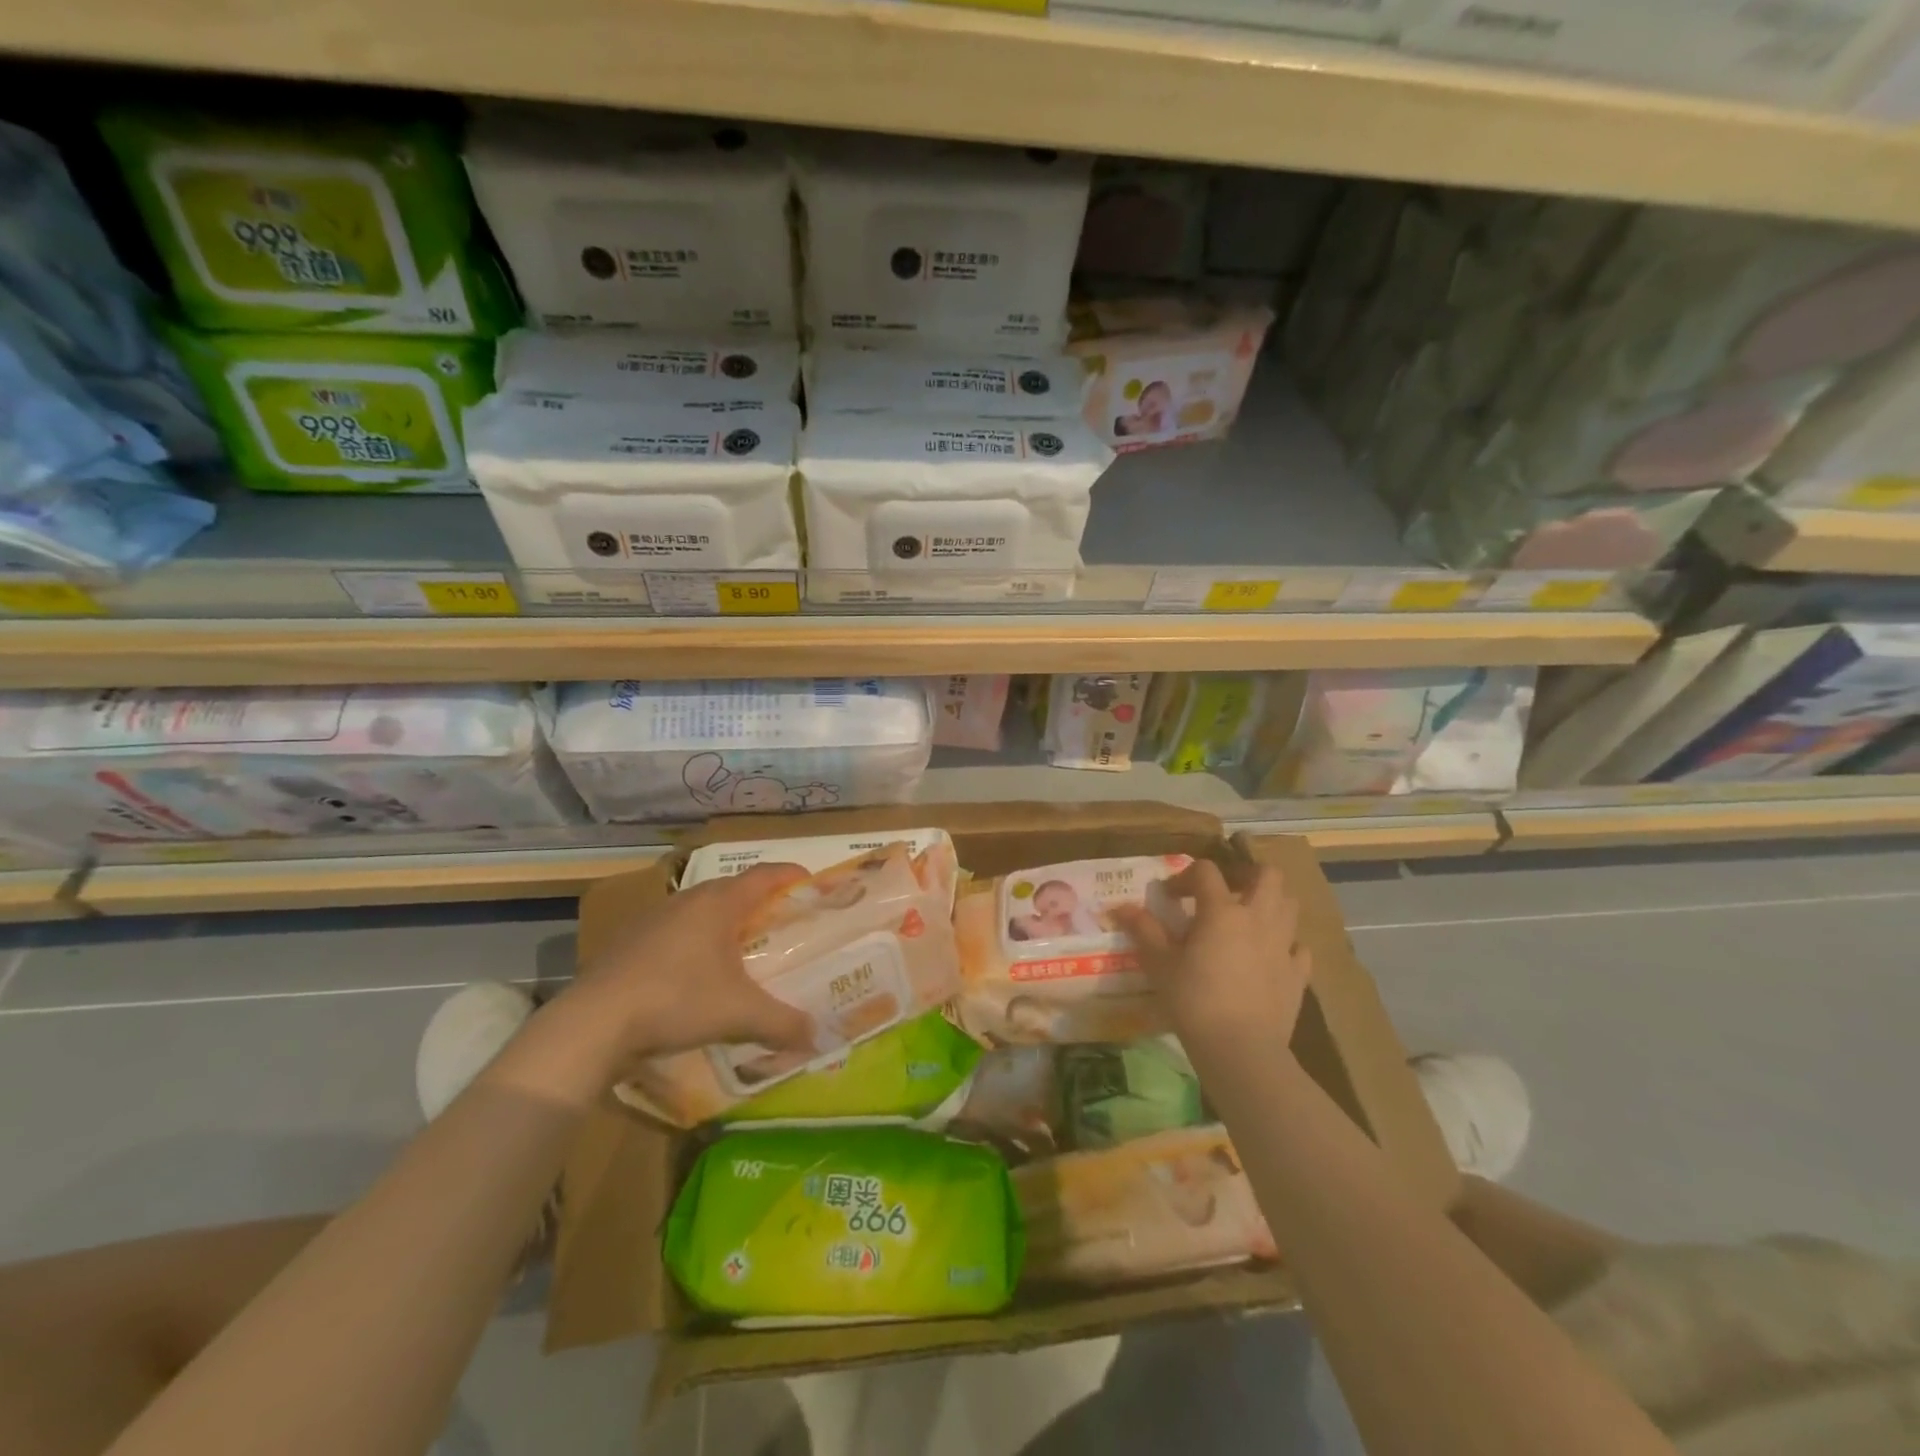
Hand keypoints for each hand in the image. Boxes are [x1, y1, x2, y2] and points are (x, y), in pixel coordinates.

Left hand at [556, 863, 819, 1068]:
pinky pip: (675, 931)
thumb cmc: (677, 1000)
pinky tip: (694, 975)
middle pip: (733, 890)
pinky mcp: (629, 941)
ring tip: (740, 950)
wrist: (594, 1022)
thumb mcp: (740, 1015)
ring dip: (724, 923)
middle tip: (781, 924)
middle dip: (760, 903)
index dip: (791, 875)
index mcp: (719, 902)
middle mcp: (687, 900)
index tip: (811, 883)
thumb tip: (815, 1035)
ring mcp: (653, 918)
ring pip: (701, 910)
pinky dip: (695, 943)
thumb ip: (783, 1023)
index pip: (765, 875)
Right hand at [1114, 860, 1311, 1056]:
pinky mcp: (1298, 974)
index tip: (1170, 897)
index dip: (1185, 876)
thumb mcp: (1159, 964)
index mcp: (1222, 911)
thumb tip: (1122, 907)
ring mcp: (1283, 945)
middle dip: (1246, 874)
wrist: (1241, 1050)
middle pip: (1267, 875)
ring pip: (1289, 904)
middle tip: (1225, 891)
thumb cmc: (1194, 1001)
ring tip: (1247, 919)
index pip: (1206, 871)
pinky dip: (1286, 944)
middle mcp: (1258, 918)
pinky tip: (1270, 956)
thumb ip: (1143, 930)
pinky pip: (1299, 947)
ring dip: (1270, 903)